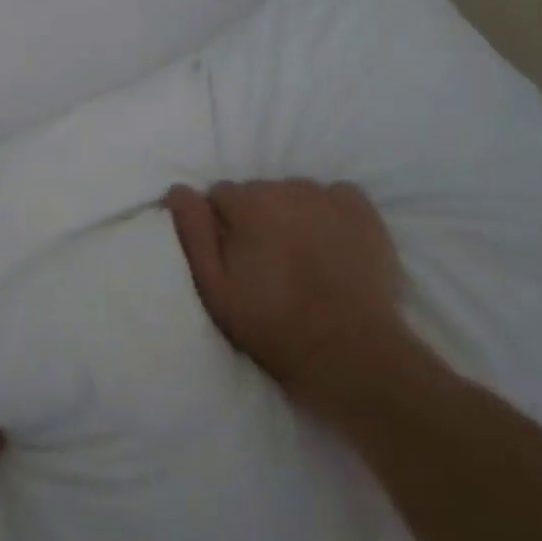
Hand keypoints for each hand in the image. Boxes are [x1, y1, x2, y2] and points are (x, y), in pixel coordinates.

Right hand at [166, 179, 415, 411]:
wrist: (350, 352)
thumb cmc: (273, 325)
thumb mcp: (215, 288)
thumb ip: (193, 233)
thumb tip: (178, 189)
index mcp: (248, 202)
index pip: (220, 195)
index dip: (222, 226)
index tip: (233, 258)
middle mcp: (287, 187)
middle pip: (259, 192)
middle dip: (257, 219)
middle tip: (268, 263)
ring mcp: (329, 197)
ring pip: (296, 195)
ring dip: (292, 215)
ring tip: (303, 257)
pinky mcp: (363, 210)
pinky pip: (336, 197)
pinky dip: (330, 213)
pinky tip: (333, 244)